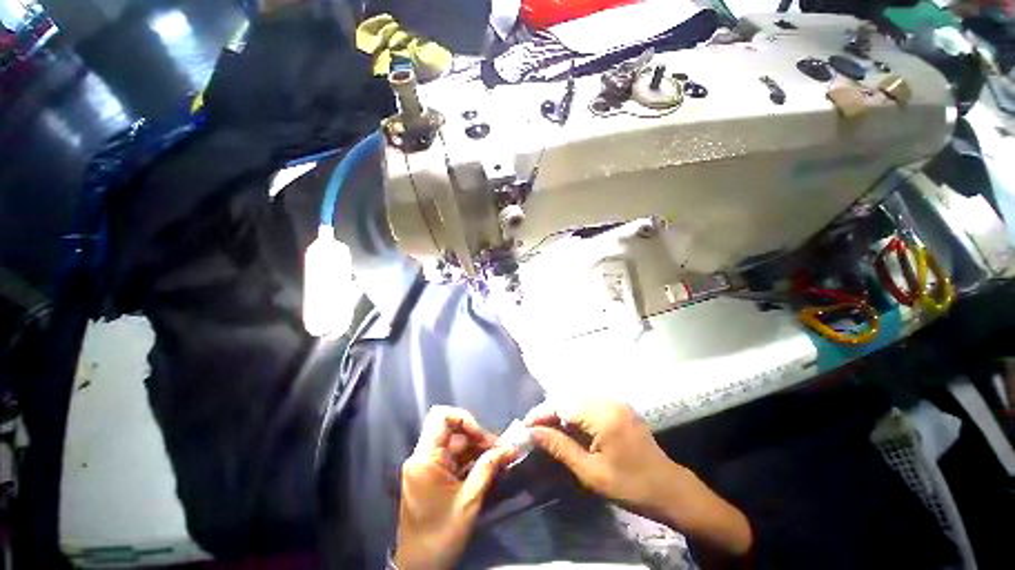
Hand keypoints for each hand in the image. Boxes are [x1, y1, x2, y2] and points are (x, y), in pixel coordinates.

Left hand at [394, 406, 516, 569]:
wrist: (418, 567)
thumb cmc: (440, 535)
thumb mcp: (469, 501)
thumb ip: (488, 468)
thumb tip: (510, 447)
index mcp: (425, 459)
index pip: (442, 417)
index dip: (465, 419)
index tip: (483, 437)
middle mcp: (422, 456)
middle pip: (452, 431)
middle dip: (477, 437)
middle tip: (500, 450)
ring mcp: (426, 466)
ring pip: (455, 444)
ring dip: (477, 449)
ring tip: (498, 459)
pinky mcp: (431, 475)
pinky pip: (453, 458)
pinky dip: (470, 460)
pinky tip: (487, 467)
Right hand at [526, 400, 751, 557]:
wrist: (669, 488)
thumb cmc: (631, 486)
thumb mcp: (591, 473)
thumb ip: (560, 447)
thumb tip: (533, 432)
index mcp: (603, 416)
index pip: (563, 405)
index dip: (541, 414)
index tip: (525, 427)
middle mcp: (608, 401)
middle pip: (569, 398)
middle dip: (549, 412)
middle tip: (534, 430)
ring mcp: (615, 402)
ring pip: (577, 398)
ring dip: (560, 411)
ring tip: (547, 429)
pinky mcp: (619, 406)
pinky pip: (589, 402)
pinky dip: (575, 412)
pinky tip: (569, 426)